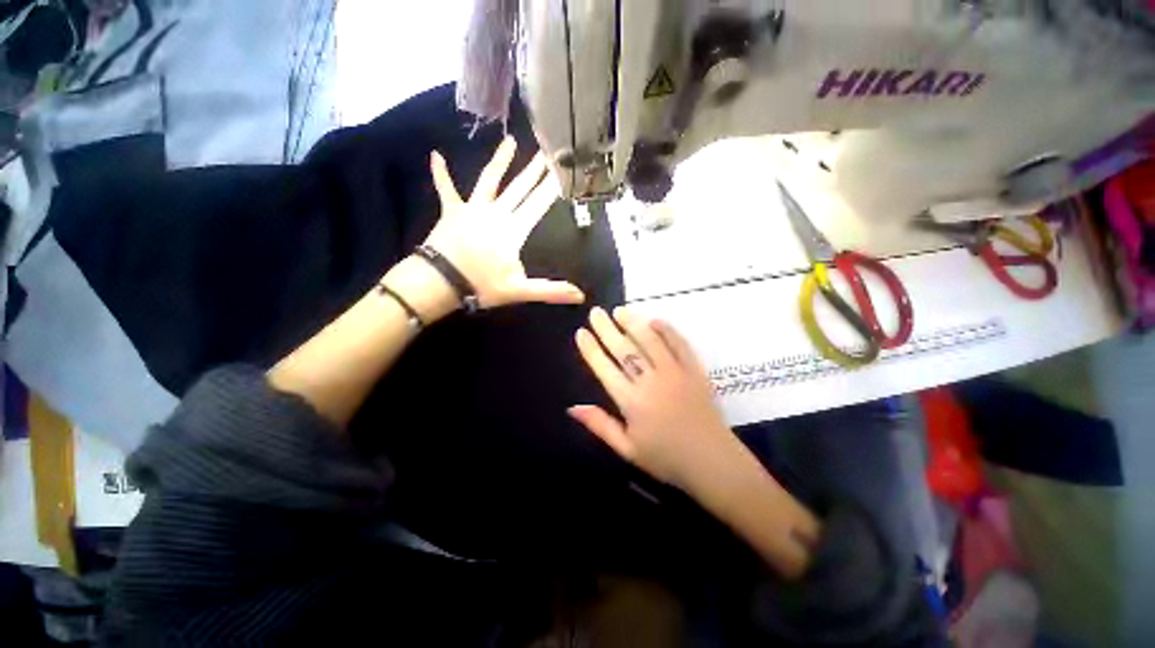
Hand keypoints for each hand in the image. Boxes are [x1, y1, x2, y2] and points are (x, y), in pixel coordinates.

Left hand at [423, 137, 584, 308]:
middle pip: (519, 188)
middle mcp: (495, 213)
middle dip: (535, 170)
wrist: (440, 281)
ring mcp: (472, 209)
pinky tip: (435, 155)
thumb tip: (580, 296)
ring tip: (510, 141)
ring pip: (489, 180)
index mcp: (513, 230)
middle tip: (547, 151)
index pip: (538, 205)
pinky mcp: (452, 211)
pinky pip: (446, 189)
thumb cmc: (481, 285)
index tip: (562, 171)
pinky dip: (441, 174)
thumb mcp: (520, 291)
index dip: (551, 188)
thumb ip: (551, 291)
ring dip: (500, 161)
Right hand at [569, 307, 742, 491]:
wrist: (713, 463)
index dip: (591, 349)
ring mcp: (675, 372)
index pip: (604, 368)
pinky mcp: (695, 370)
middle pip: (624, 349)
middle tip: (596, 312)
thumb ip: (600, 425)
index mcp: (631, 401)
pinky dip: (667, 330)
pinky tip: (654, 320)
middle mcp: (651, 381)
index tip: (581, 331)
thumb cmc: (666, 459)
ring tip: (620, 310)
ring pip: (650, 340)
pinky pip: (680, 344)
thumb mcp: (627, 449)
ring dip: (633, 323)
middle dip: (607, 329)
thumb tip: (572, 407)